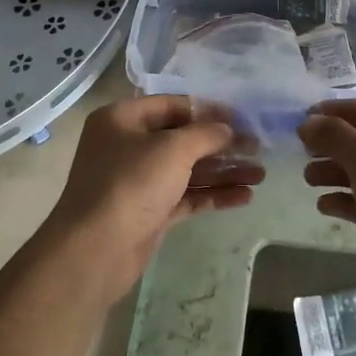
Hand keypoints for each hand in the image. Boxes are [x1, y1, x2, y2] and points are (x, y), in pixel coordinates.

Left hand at [44, 94, 263, 299]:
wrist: (95, 250)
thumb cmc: (130, 184)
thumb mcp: (172, 149)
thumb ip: (206, 133)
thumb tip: (228, 129)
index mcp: (123, 119)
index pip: (173, 105)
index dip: (209, 110)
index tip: (243, 119)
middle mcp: (129, 145)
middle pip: (183, 139)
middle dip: (221, 145)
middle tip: (258, 148)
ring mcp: (138, 181)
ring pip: (188, 170)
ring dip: (223, 171)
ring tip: (261, 175)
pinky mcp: (149, 212)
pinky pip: (186, 196)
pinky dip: (213, 195)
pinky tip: (245, 197)